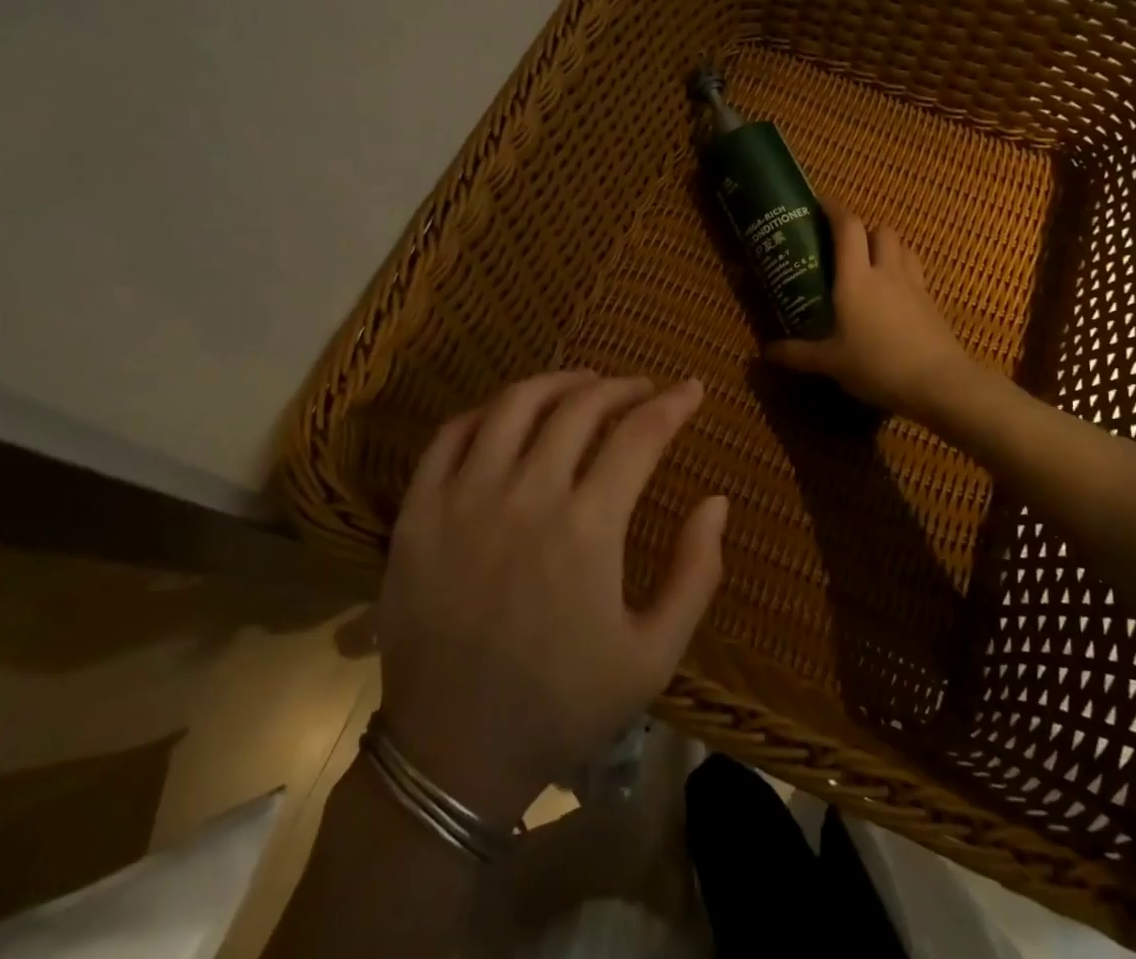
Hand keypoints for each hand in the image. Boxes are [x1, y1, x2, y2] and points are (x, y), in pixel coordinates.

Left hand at [375, 370, 726, 826]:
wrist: (453, 753)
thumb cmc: (562, 704)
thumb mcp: (653, 656)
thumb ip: (696, 574)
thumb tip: (717, 501)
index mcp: (587, 528)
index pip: (640, 435)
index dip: (673, 404)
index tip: (693, 388)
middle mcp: (526, 495)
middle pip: (579, 407)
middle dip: (620, 387)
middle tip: (640, 389)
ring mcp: (464, 497)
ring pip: (514, 404)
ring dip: (557, 382)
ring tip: (583, 383)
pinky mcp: (418, 510)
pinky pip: (451, 434)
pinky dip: (487, 411)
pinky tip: (508, 415)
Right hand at [764, 205, 972, 421]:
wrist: (939, 383)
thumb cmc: (877, 365)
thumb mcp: (831, 363)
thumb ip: (798, 354)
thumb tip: (766, 352)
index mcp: (856, 278)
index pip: (848, 227)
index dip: (834, 210)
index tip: (820, 205)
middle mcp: (885, 272)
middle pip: (881, 230)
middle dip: (864, 230)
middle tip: (845, 246)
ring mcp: (913, 285)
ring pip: (903, 247)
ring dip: (887, 246)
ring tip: (871, 264)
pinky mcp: (931, 302)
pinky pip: (916, 272)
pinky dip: (903, 271)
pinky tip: (893, 294)